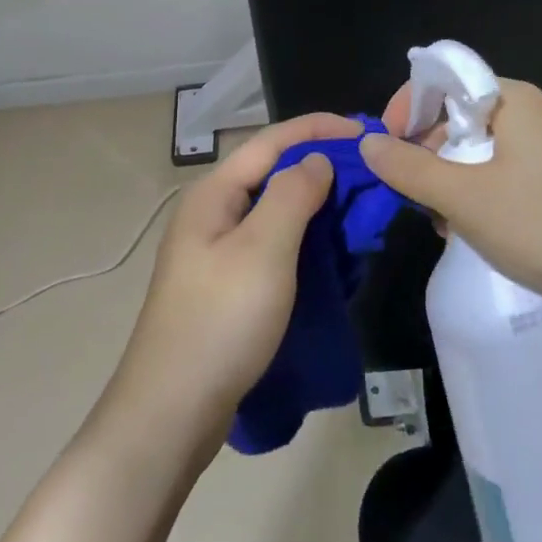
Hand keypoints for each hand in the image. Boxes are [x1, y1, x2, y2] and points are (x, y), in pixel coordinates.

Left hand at [102, 112, 361, 461]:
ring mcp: (215, 251)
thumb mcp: (263, 250)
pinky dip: (304, 240)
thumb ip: (292, 194)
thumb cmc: (220, 322)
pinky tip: (330, 255)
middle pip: (272, 172)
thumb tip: (317, 160)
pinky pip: (272, 245)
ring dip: (316, 205)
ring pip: (274, 211)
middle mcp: (212, 213)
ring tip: (358, 212)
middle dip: (321, 166)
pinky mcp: (225, 285)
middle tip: (371, 176)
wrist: (171, 413)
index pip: (272, 140)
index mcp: (214, 194)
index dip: (319, 128)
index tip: (366, 132)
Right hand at [360, 79, 541, 319]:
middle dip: (426, 152)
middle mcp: (529, 113)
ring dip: (449, 180)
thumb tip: (367, 144)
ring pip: (476, 150)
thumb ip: (409, 169)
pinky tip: (469, 230)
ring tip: (441, 221)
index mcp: (511, 99)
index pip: (443, 80)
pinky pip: (500, 173)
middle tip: (412, 194)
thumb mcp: (465, 197)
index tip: (385, 147)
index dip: (406, 107)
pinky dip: (476, 194)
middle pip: (457, 116)